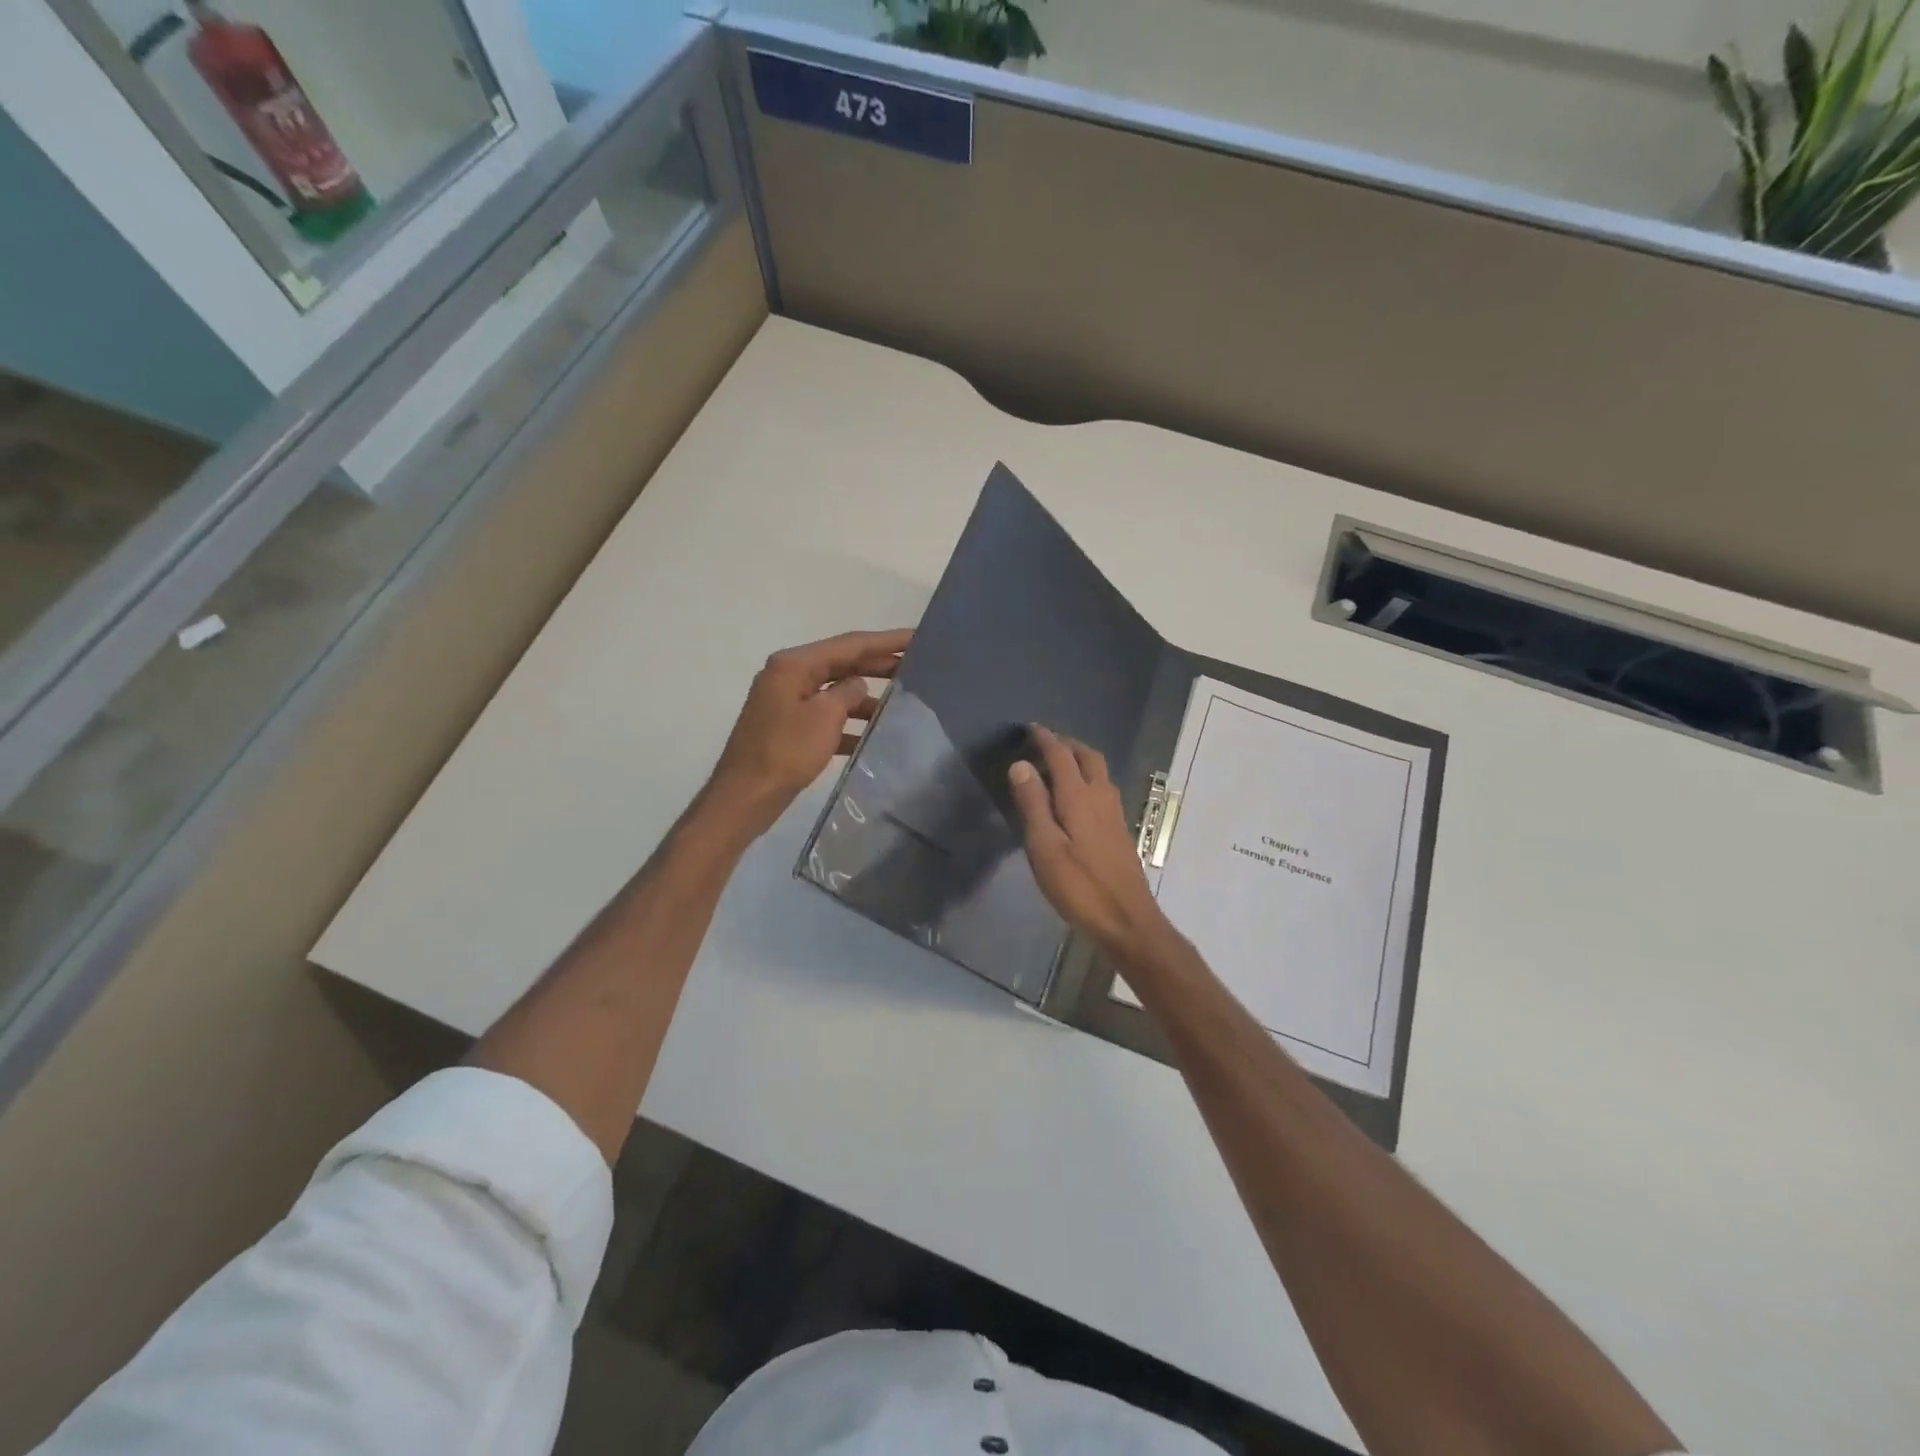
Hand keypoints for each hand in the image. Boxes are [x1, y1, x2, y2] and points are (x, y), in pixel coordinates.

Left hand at [704, 628, 911, 839]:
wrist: (745, 796)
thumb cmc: (785, 751)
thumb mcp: (825, 716)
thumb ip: (848, 693)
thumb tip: (858, 686)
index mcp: (794, 664)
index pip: (849, 644)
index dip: (886, 641)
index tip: (917, 637)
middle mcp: (788, 676)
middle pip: (842, 664)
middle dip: (879, 666)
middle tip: (918, 667)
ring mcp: (787, 703)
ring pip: (835, 693)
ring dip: (866, 698)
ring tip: (903, 704)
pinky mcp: (788, 729)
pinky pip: (826, 718)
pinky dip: (848, 724)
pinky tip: (874, 737)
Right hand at [1008, 725, 1173, 959]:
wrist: (1127, 920)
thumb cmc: (1079, 887)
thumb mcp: (1045, 847)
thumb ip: (1033, 804)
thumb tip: (1021, 764)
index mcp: (1079, 798)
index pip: (1062, 756)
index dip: (1046, 739)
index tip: (1030, 728)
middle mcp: (1101, 798)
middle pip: (1088, 757)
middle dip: (1067, 744)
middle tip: (1045, 742)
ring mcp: (1115, 814)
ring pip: (1099, 772)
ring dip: (1079, 760)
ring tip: (1058, 764)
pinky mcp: (1120, 831)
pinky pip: (1103, 789)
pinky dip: (1087, 779)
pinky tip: (1077, 797)